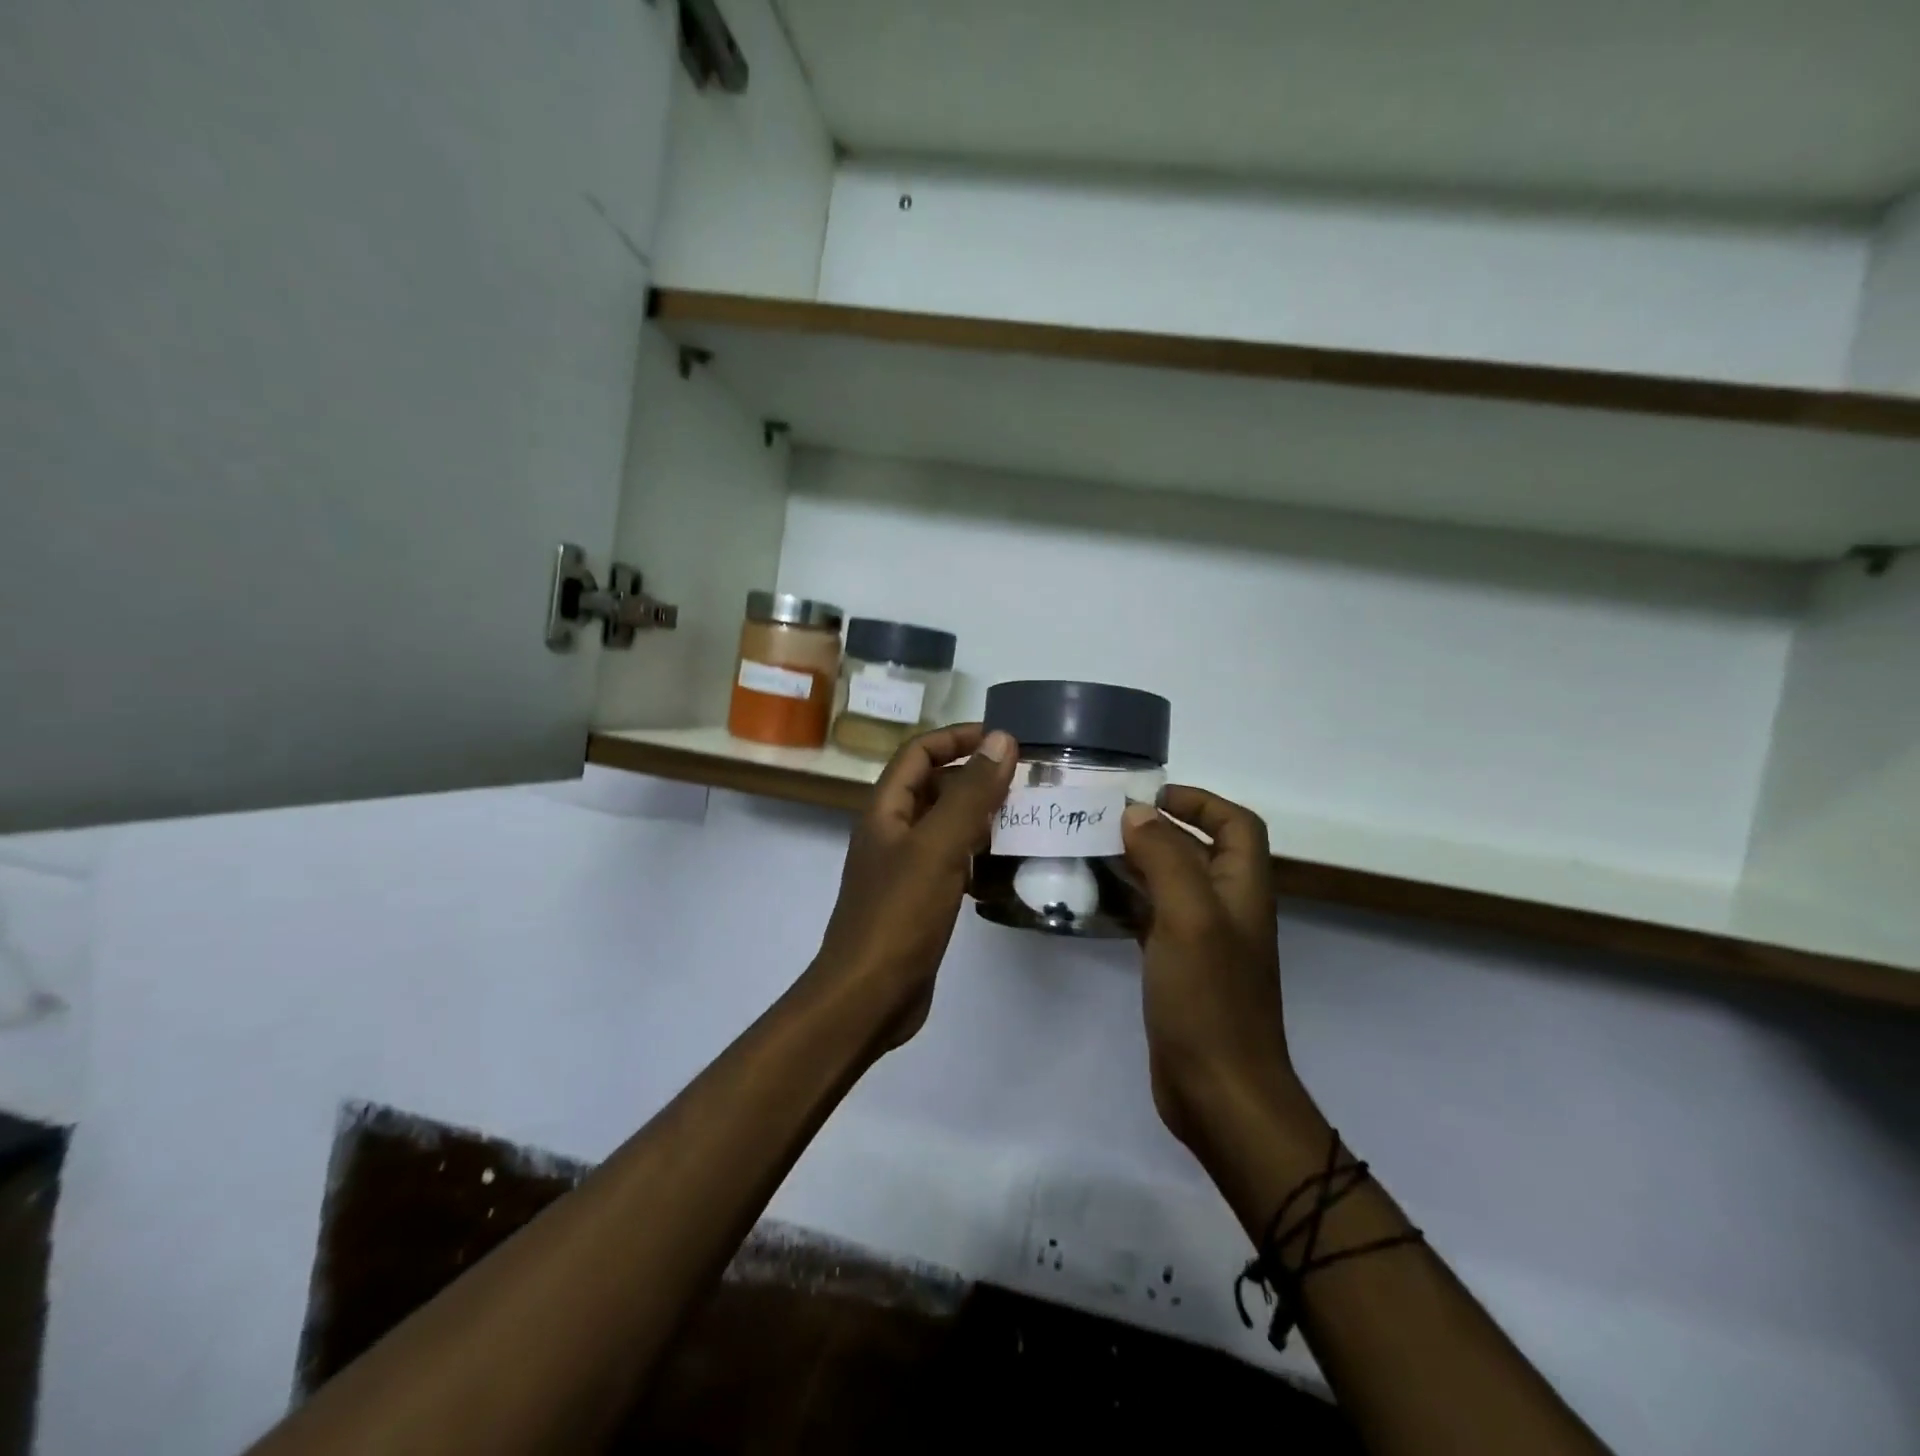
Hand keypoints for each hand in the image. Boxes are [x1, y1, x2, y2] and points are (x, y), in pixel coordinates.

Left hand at [810, 723, 1017, 1051]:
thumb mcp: (939, 847)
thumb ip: (970, 792)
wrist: (868, 997)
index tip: (1004, 740)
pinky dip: (977, 855)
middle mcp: (892, 832)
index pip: (919, 752)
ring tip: (1026, 816)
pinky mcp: (919, 900)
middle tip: (1026, 781)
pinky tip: (1007, 865)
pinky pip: (951, 862)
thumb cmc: (899, 915)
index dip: (957, 737)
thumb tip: (1001, 739)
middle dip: (976, 777)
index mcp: (886, 810)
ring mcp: (904, 868)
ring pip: (945, 826)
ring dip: (981, 816)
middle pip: (934, 786)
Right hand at [1121, 788, 1297, 1155]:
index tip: (1152, 796)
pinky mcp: (1177, 968)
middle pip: (1199, 849)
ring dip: (1138, 863)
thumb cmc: (1209, 998)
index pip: (1237, 824)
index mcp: (1242, 889)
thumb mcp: (1188, 917)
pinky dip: (1129, 900)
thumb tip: (1137, 814)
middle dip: (1158, 828)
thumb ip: (1165, 857)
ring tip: (1090, 850)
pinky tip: (1094, 899)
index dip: (1201, 801)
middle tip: (1104, 820)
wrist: (1219, 1091)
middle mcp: (1226, 908)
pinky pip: (1153, 918)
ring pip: (1171, 883)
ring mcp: (1202, 940)